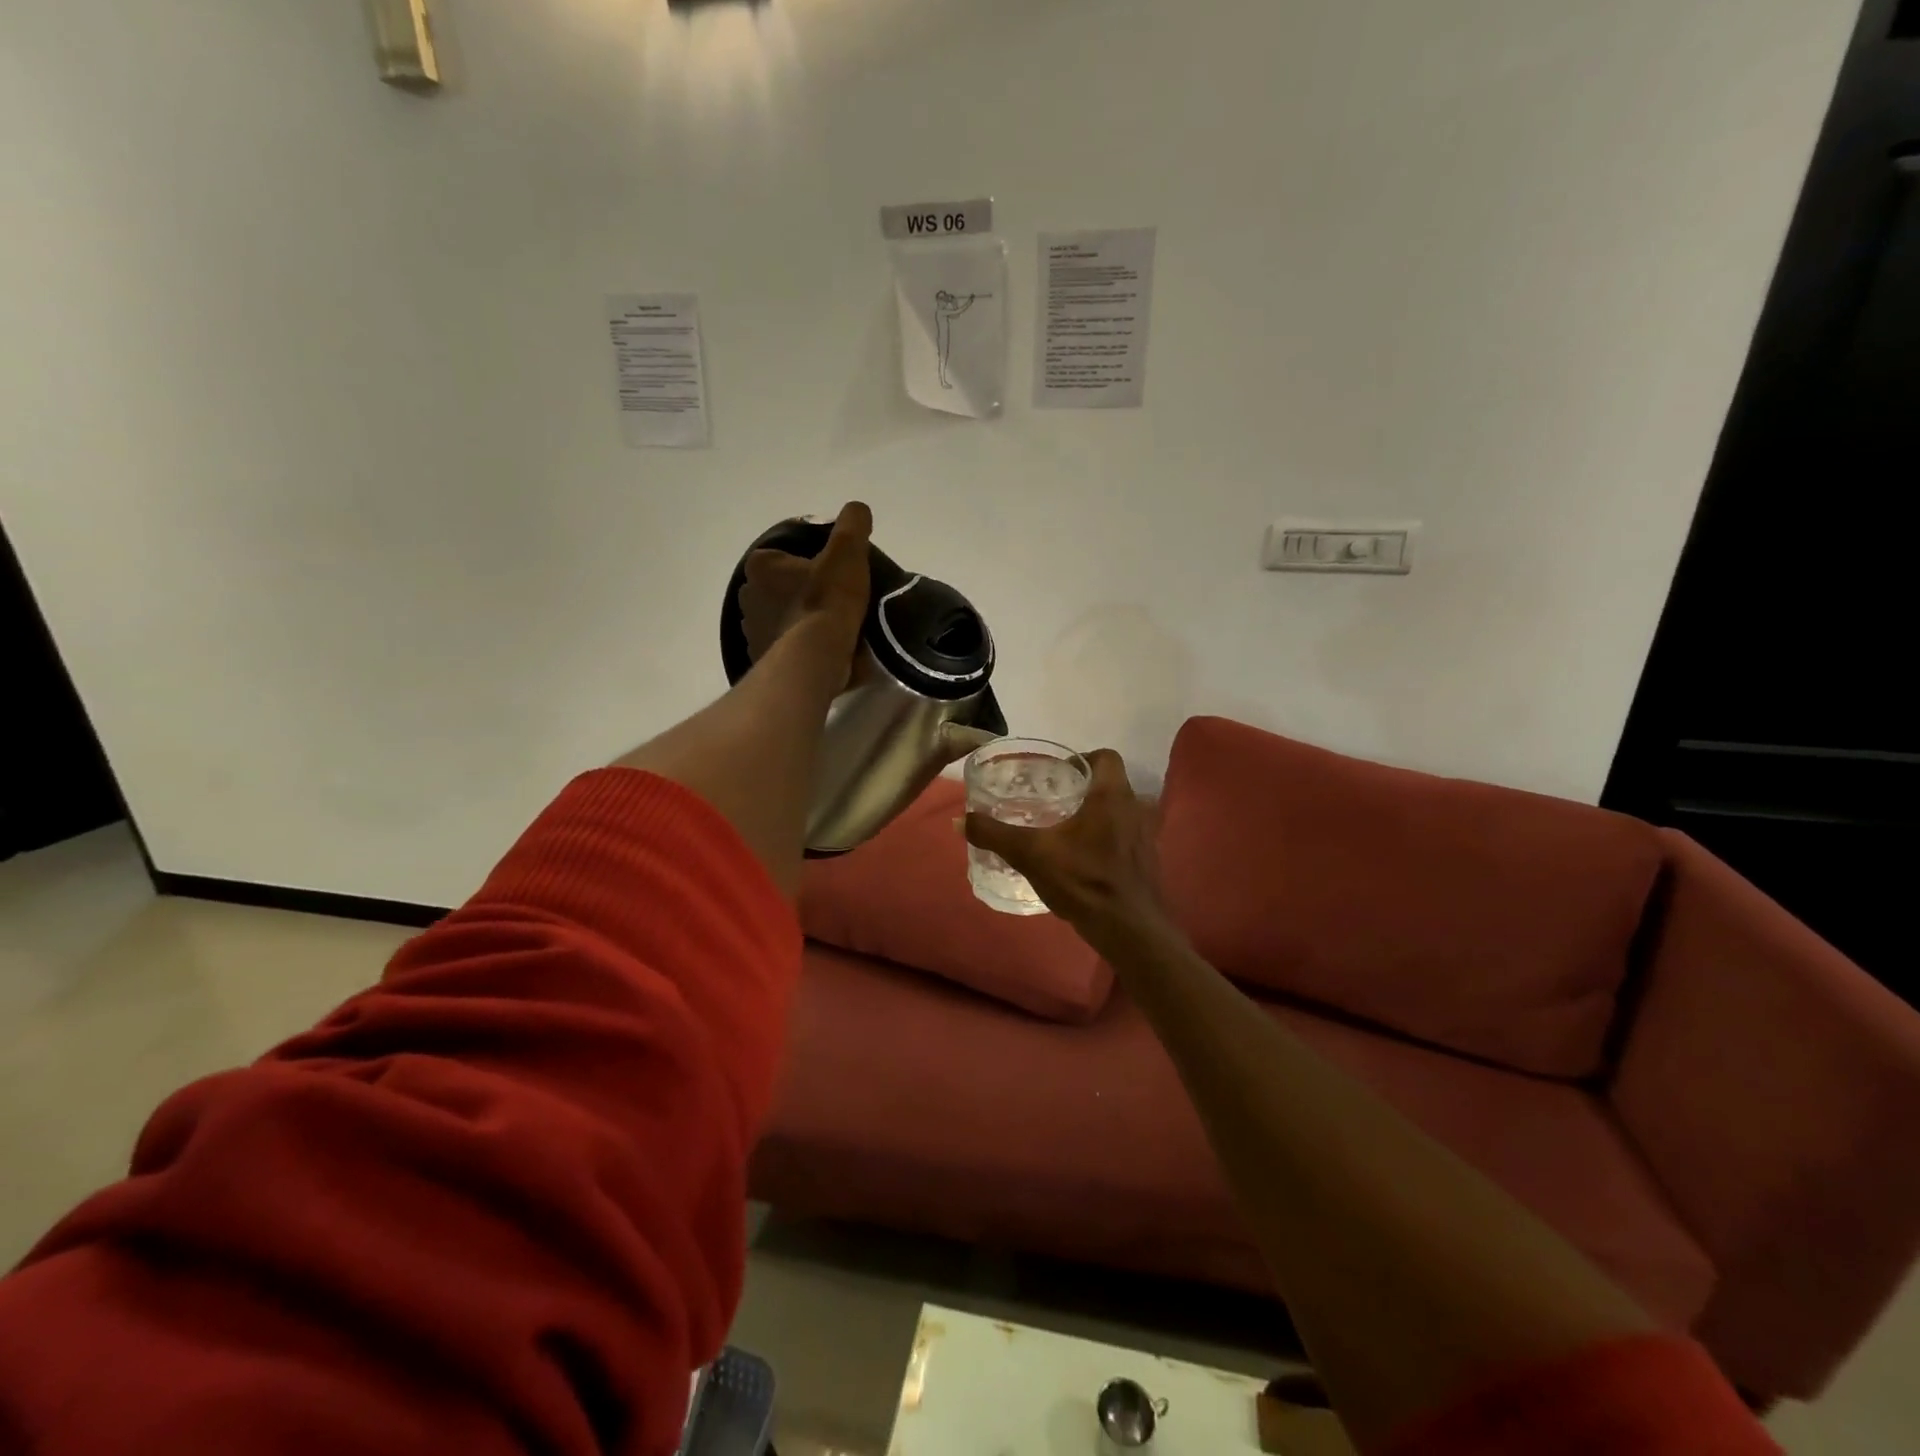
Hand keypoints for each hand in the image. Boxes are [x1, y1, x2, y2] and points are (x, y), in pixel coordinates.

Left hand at [738, 502, 872, 673]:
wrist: (816, 657)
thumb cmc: (827, 600)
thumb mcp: (847, 552)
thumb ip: (852, 524)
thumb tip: (856, 510)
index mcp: (761, 565)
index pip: (780, 556)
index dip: (806, 562)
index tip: (829, 573)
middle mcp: (746, 595)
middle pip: (777, 588)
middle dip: (797, 592)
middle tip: (831, 600)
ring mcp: (750, 630)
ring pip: (777, 619)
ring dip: (795, 621)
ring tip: (827, 630)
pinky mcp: (759, 659)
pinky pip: (779, 647)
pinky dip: (794, 647)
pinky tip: (817, 651)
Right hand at [964, 749, 1173, 957]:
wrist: (1129, 930)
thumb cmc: (1084, 881)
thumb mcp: (1031, 855)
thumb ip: (995, 834)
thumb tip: (959, 820)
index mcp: (1112, 795)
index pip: (1106, 756)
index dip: (1082, 758)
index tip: (1057, 773)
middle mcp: (1134, 808)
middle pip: (1110, 783)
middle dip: (1082, 787)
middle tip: (1051, 799)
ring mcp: (1145, 835)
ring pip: (1118, 811)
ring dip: (1095, 814)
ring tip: (1063, 827)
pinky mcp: (1146, 860)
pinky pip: (1124, 835)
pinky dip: (1105, 838)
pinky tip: (1081, 857)